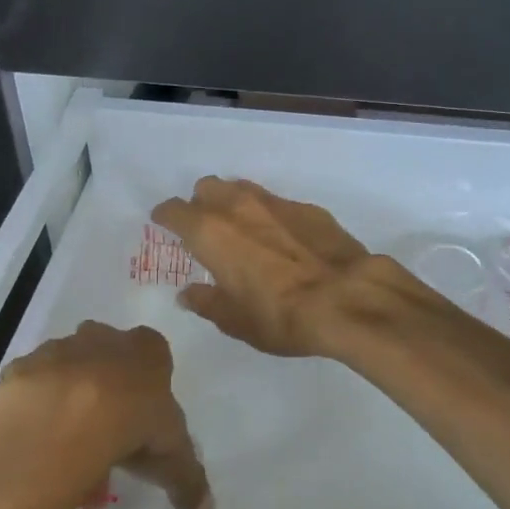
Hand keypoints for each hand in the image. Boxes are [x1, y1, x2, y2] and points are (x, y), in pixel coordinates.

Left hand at [0, 321, 211, 508]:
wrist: (60, 416)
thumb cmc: (130, 421)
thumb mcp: (172, 454)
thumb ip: (187, 478)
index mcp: (145, 348)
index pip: (154, 355)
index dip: (149, 387)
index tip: (144, 421)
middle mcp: (102, 338)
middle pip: (107, 357)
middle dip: (107, 389)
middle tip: (106, 436)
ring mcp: (58, 349)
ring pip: (67, 371)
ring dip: (68, 400)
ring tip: (66, 450)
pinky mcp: (21, 369)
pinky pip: (30, 391)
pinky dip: (34, 413)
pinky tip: (36, 447)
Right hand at [151, 177, 384, 356]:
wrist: (346, 298)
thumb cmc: (279, 315)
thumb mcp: (235, 320)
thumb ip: (207, 302)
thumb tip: (188, 294)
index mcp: (210, 232)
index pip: (174, 211)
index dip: (165, 216)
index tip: (163, 223)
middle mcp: (237, 207)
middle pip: (207, 188)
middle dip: (200, 203)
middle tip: (205, 229)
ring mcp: (275, 203)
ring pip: (241, 188)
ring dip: (233, 202)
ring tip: (240, 228)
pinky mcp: (307, 208)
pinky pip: (275, 202)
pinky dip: (268, 215)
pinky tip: (281, 238)